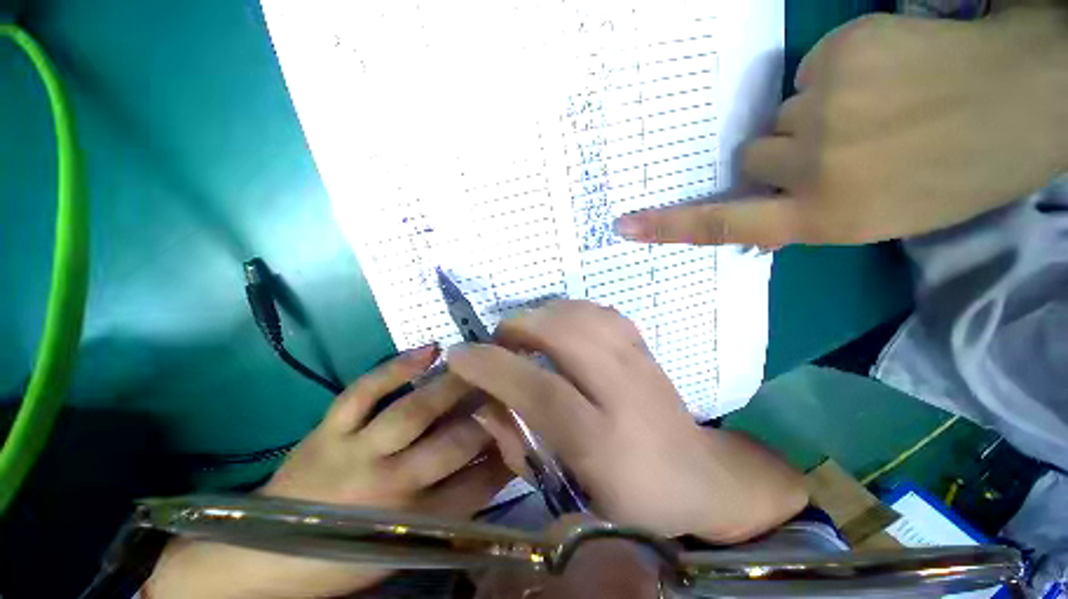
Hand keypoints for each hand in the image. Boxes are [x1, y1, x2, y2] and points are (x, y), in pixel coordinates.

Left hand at [147, 345, 510, 598]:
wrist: (263, 553)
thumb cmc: (342, 556)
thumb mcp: (405, 548)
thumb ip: (453, 507)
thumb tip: (496, 465)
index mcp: (410, 523)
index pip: (477, 484)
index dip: (506, 455)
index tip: (526, 430)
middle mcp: (388, 486)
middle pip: (453, 444)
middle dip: (490, 415)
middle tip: (512, 389)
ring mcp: (355, 452)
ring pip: (414, 412)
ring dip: (453, 386)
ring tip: (480, 364)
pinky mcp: (330, 428)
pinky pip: (366, 391)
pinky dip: (396, 367)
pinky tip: (429, 349)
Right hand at [447, 300, 806, 541]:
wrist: (698, 474)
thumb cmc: (634, 498)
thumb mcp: (571, 495)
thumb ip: (521, 447)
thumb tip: (484, 404)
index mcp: (602, 440)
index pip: (539, 389)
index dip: (492, 366)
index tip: (460, 355)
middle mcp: (621, 389)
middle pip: (562, 333)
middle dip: (518, 327)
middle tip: (499, 342)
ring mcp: (637, 359)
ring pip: (579, 313)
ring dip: (541, 315)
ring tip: (525, 334)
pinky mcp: (644, 345)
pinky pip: (598, 310)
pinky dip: (568, 310)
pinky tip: (559, 327)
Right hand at [615, 8, 1067, 245]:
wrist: (1031, 98)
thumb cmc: (964, 169)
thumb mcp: (882, 217)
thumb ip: (810, 211)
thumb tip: (761, 194)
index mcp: (828, 218)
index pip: (721, 225)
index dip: (668, 226)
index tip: (625, 226)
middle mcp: (814, 171)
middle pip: (752, 158)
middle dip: (783, 154)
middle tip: (845, 145)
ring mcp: (826, 111)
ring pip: (780, 118)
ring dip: (811, 117)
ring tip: (878, 109)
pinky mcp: (841, 56)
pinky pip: (809, 74)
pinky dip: (836, 76)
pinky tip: (888, 73)